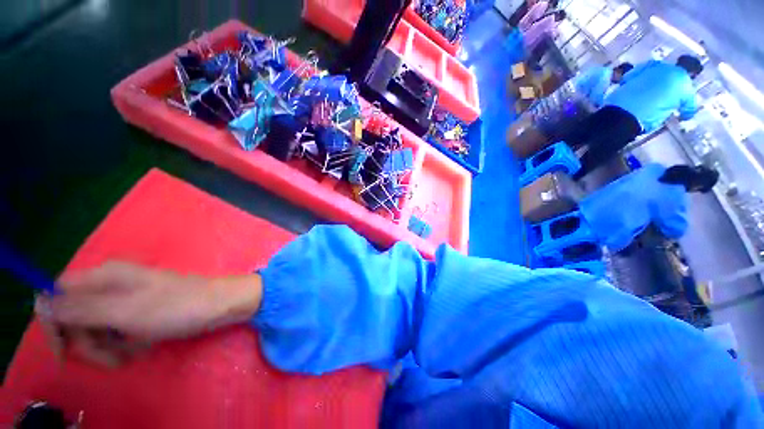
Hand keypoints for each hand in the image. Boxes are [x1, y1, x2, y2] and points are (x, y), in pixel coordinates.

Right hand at [36, 261, 261, 366]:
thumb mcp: (123, 311)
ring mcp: (125, 301)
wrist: (219, 306)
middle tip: (114, 355)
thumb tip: (39, 303)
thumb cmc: (176, 307)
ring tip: (135, 349)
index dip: (54, 324)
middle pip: (75, 319)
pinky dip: (126, 345)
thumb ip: (79, 308)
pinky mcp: (137, 313)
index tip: (64, 352)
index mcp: (103, 277)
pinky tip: (145, 344)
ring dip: (110, 348)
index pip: (57, 296)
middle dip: (90, 343)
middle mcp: (110, 286)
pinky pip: (117, 334)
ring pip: (96, 331)